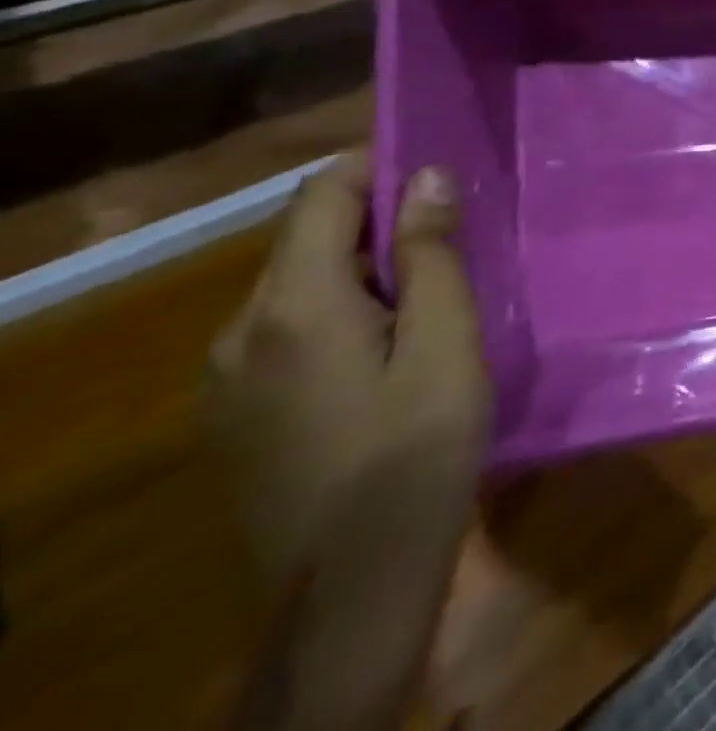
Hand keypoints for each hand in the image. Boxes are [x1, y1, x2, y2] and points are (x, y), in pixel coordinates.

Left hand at [207, 152, 488, 729]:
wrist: (355, 583)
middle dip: (377, 219)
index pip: (322, 197)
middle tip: (455, 231)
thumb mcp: (446, 343)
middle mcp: (239, 331)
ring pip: (296, 284)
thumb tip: (427, 177)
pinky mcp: (236, 412)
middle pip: (306, 238)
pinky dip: (340, 307)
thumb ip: (431, 256)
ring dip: (361, 266)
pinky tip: (391, 343)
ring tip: (433, 287)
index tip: (439, 166)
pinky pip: (287, 327)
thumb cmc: (418, 449)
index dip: (376, 166)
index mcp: (293, 307)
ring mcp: (227, 377)